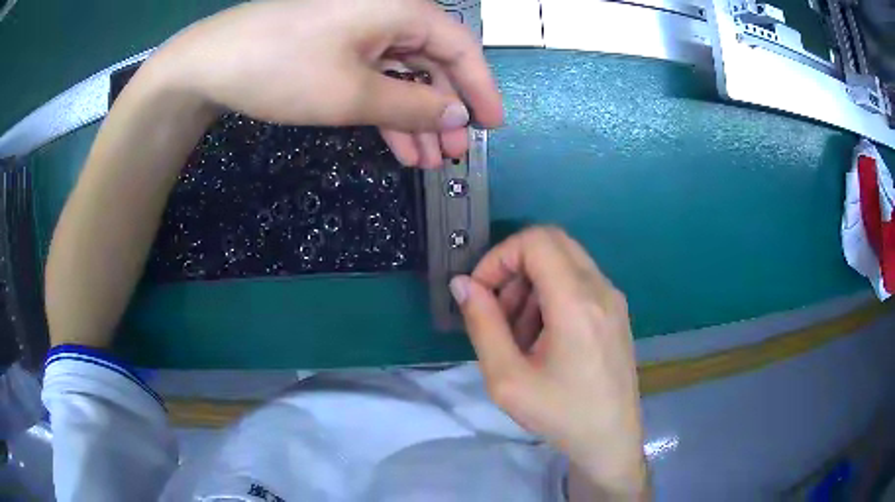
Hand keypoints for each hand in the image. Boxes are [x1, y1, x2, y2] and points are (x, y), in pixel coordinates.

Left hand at [151, 0, 503, 167]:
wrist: (210, 63)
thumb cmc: (282, 68)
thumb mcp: (352, 93)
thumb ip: (413, 104)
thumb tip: (458, 115)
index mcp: (402, 10)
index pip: (461, 47)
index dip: (481, 88)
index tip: (494, 127)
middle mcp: (388, 12)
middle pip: (434, 62)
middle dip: (446, 110)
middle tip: (455, 155)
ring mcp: (360, 29)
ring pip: (404, 73)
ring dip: (417, 117)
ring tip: (429, 161)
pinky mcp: (338, 45)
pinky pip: (376, 76)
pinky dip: (388, 109)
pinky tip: (399, 145)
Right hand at [450, 227, 647, 498]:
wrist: (611, 440)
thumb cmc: (560, 415)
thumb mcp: (508, 379)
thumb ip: (482, 325)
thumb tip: (462, 284)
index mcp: (577, 302)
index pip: (535, 241)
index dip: (499, 257)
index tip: (481, 293)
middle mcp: (601, 289)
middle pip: (552, 242)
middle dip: (514, 266)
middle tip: (496, 309)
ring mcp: (613, 298)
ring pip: (565, 261)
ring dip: (531, 283)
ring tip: (517, 333)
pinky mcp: (616, 311)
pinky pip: (579, 282)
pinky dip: (551, 294)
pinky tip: (542, 337)